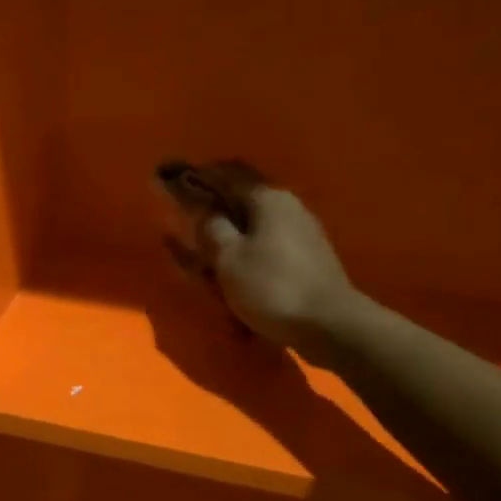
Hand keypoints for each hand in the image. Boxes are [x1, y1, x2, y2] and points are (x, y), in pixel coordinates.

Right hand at [199, 181, 363, 356]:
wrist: (330, 325)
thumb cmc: (271, 287)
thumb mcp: (228, 258)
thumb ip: (212, 228)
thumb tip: (207, 212)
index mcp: (267, 198)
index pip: (225, 175)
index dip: (197, 177)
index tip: (171, 180)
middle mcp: (288, 206)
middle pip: (242, 200)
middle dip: (215, 210)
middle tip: (189, 224)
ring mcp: (302, 231)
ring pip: (255, 226)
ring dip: (231, 237)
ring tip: (208, 260)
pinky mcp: (308, 257)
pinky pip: (268, 247)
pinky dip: (248, 255)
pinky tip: (237, 276)